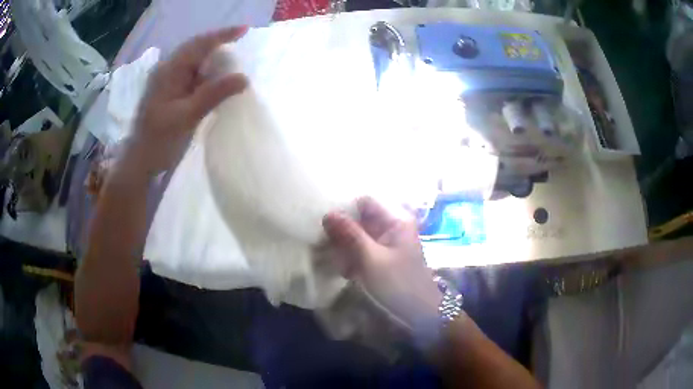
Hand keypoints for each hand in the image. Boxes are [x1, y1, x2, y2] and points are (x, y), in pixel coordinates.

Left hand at [124, 26, 248, 175]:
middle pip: (196, 48)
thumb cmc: (160, 139)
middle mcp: (167, 70)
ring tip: (233, 58)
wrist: (140, 161)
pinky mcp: (170, 92)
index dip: (222, 35)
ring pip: (194, 61)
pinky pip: (191, 74)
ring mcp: (167, 81)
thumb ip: (214, 94)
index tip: (245, 30)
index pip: (199, 44)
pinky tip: (216, 78)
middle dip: (218, 42)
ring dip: (213, 57)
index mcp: (169, 71)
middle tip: (242, 42)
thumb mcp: (187, 116)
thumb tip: (244, 78)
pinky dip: (207, 72)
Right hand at [322, 197, 442, 331]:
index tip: (327, 226)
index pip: (364, 202)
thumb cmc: (399, 283)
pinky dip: (353, 260)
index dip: (345, 210)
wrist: (419, 312)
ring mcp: (387, 242)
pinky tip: (350, 274)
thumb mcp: (371, 258)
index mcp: (395, 219)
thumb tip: (327, 213)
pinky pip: (362, 250)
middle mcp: (392, 226)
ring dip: (347, 250)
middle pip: (360, 219)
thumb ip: (349, 235)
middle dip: (344, 235)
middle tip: (334, 251)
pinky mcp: (383, 256)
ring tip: (345, 268)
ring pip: (358, 237)